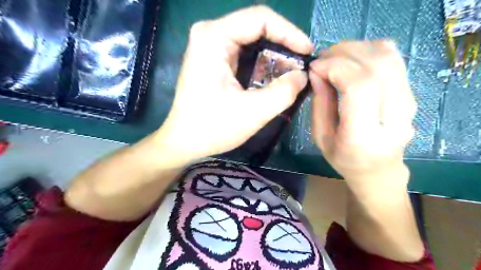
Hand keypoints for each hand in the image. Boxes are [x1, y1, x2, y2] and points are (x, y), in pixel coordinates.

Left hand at [155, 5, 312, 161]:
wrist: (184, 141)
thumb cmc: (213, 128)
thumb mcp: (253, 112)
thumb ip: (283, 92)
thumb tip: (303, 76)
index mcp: (214, 37)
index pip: (260, 18)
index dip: (289, 33)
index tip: (308, 52)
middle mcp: (209, 34)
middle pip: (256, 27)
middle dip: (283, 44)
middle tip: (301, 64)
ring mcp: (209, 46)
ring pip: (251, 39)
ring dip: (274, 54)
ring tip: (291, 72)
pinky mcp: (213, 59)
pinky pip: (244, 52)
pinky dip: (261, 62)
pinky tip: (273, 76)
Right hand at [310, 40, 415, 189]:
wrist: (379, 170)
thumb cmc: (344, 158)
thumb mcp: (321, 136)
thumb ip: (319, 103)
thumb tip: (316, 71)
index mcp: (364, 135)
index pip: (359, 86)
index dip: (335, 67)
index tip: (315, 67)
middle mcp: (394, 116)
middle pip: (376, 65)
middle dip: (343, 53)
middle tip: (322, 59)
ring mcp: (408, 102)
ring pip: (387, 56)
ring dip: (356, 48)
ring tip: (334, 58)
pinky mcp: (411, 92)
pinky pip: (393, 58)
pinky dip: (369, 50)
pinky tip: (352, 60)